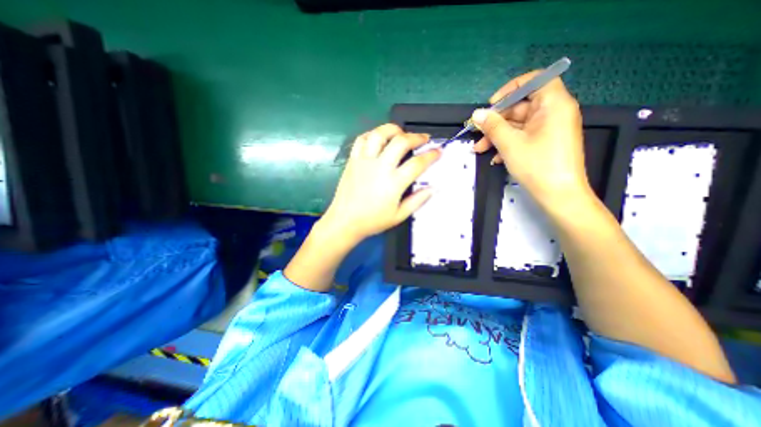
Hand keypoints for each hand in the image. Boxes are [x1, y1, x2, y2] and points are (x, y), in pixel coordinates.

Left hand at [318, 121, 440, 245]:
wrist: (345, 221)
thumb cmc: (372, 221)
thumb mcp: (399, 216)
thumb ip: (418, 200)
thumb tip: (433, 188)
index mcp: (394, 182)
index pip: (417, 163)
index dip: (431, 155)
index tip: (438, 151)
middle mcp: (380, 167)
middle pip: (401, 142)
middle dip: (416, 137)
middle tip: (423, 138)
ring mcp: (364, 161)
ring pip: (380, 134)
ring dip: (393, 129)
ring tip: (401, 133)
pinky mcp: (353, 160)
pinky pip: (361, 139)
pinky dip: (372, 134)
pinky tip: (379, 139)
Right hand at [473, 69, 589, 206]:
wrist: (558, 195)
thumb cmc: (537, 165)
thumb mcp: (510, 144)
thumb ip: (492, 126)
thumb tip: (477, 114)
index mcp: (553, 105)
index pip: (535, 80)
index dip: (511, 89)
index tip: (492, 105)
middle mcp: (554, 113)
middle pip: (521, 106)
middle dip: (496, 121)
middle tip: (478, 133)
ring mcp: (550, 129)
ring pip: (519, 125)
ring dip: (497, 136)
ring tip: (480, 149)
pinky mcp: (545, 143)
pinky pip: (524, 136)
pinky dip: (508, 144)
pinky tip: (495, 158)